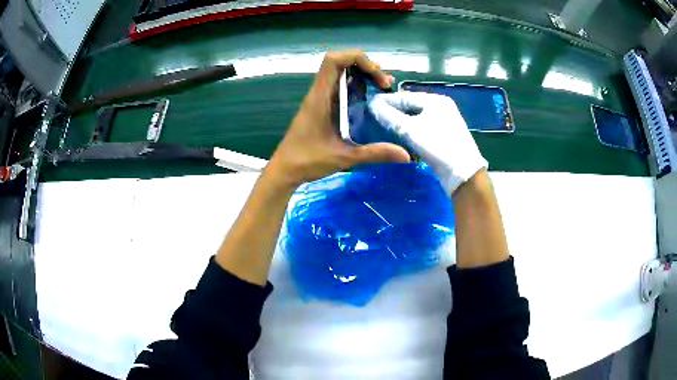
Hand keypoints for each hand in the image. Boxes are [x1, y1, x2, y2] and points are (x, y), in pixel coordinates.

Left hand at [267, 50, 409, 188]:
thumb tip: (406, 156)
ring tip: (383, 87)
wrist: (284, 170)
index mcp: (320, 97)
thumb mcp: (344, 157)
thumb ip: (375, 154)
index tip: (377, 75)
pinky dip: (356, 86)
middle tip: (385, 84)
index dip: (357, 58)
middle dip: (366, 67)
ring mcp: (319, 99)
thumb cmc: (308, 161)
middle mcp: (319, 93)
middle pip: (340, 62)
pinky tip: (369, 100)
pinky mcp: (321, 107)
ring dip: (362, 75)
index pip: (333, 60)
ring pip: (340, 74)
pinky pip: (339, 87)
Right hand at [368, 92, 486, 194]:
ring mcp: (445, 121)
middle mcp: (442, 107)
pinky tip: (400, 134)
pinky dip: (411, 128)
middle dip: (393, 111)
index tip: (368, 104)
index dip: (386, 101)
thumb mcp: (410, 130)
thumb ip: (389, 116)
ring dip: (401, 120)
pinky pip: (423, 126)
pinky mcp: (445, 135)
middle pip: (411, 106)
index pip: (405, 96)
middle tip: (374, 116)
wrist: (463, 174)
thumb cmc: (437, 146)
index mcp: (436, 100)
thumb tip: (372, 104)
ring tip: (383, 125)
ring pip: (417, 117)